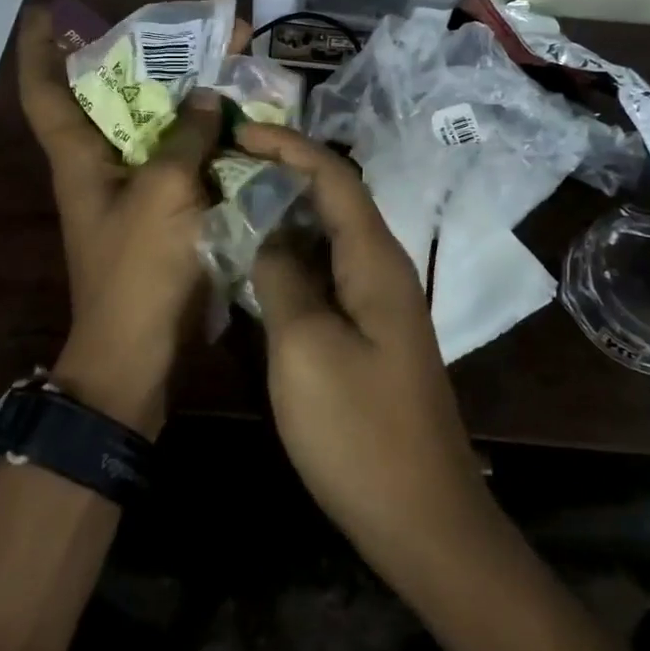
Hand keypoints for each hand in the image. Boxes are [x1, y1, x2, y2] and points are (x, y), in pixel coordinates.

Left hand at [16, 6, 243, 434]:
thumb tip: (208, 95)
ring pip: (156, 127)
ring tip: (228, 63)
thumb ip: (186, 137)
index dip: (38, 48)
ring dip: (186, 96)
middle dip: (147, 60)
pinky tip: (239, 121)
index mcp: (79, 157)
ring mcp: (133, 191)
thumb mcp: (163, 192)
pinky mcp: (161, 213)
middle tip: (193, 30)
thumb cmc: (138, 268)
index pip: (44, 90)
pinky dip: (204, 138)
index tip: (48, 11)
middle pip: (114, 98)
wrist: (140, 353)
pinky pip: (182, 160)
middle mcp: (100, 166)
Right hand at [236, 124, 494, 575]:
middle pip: (334, 200)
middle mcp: (383, 269)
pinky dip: (292, 260)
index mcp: (375, 260)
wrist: (421, 518)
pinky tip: (259, 269)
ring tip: (234, 207)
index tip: (239, 132)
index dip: (288, 146)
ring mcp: (380, 303)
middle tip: (227, 168)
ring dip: (286, 218)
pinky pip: (328, 276)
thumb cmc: (359, 432)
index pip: (334, 176)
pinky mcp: (371, 333)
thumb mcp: (304, 349)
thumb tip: (270, 237)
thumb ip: (282, 279)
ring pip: (329, 239)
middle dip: (284, 174)